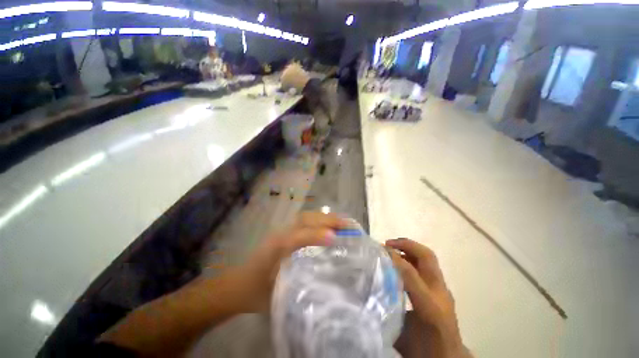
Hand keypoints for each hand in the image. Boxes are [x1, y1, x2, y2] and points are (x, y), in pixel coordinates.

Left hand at [230, 212, 346, 311]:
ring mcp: (284, 231)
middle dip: (326, 220)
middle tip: (348, 225)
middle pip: (304, 220)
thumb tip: (322, 280)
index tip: (334, 238)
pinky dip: (320, 220)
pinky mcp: (287, 232)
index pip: (297, 237)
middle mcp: (280, 235)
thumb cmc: (257, 292)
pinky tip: (331, 225)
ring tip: (343, 222)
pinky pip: (306, 221)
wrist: (239, 285)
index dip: (315, 236)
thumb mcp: (275, 296)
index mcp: (275, 249)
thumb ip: (295, 288)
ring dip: (325, 217)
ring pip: (306, 217)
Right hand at [386, 238, 469, 357]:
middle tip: (388, 244)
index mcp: (429, 307)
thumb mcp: (399, 334)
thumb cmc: (423, 349)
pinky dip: (413, 258)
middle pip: (427, 257)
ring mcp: (443, 290)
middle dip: (406, 245)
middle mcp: (439, 293)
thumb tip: (370, 290)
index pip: (410, 272)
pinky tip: (401, 264)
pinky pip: (428, 266)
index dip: (393, 258)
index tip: (379, 250)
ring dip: (410, 249)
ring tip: (392, 249)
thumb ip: (386, 311)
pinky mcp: (443, 290)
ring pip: (429, 259)